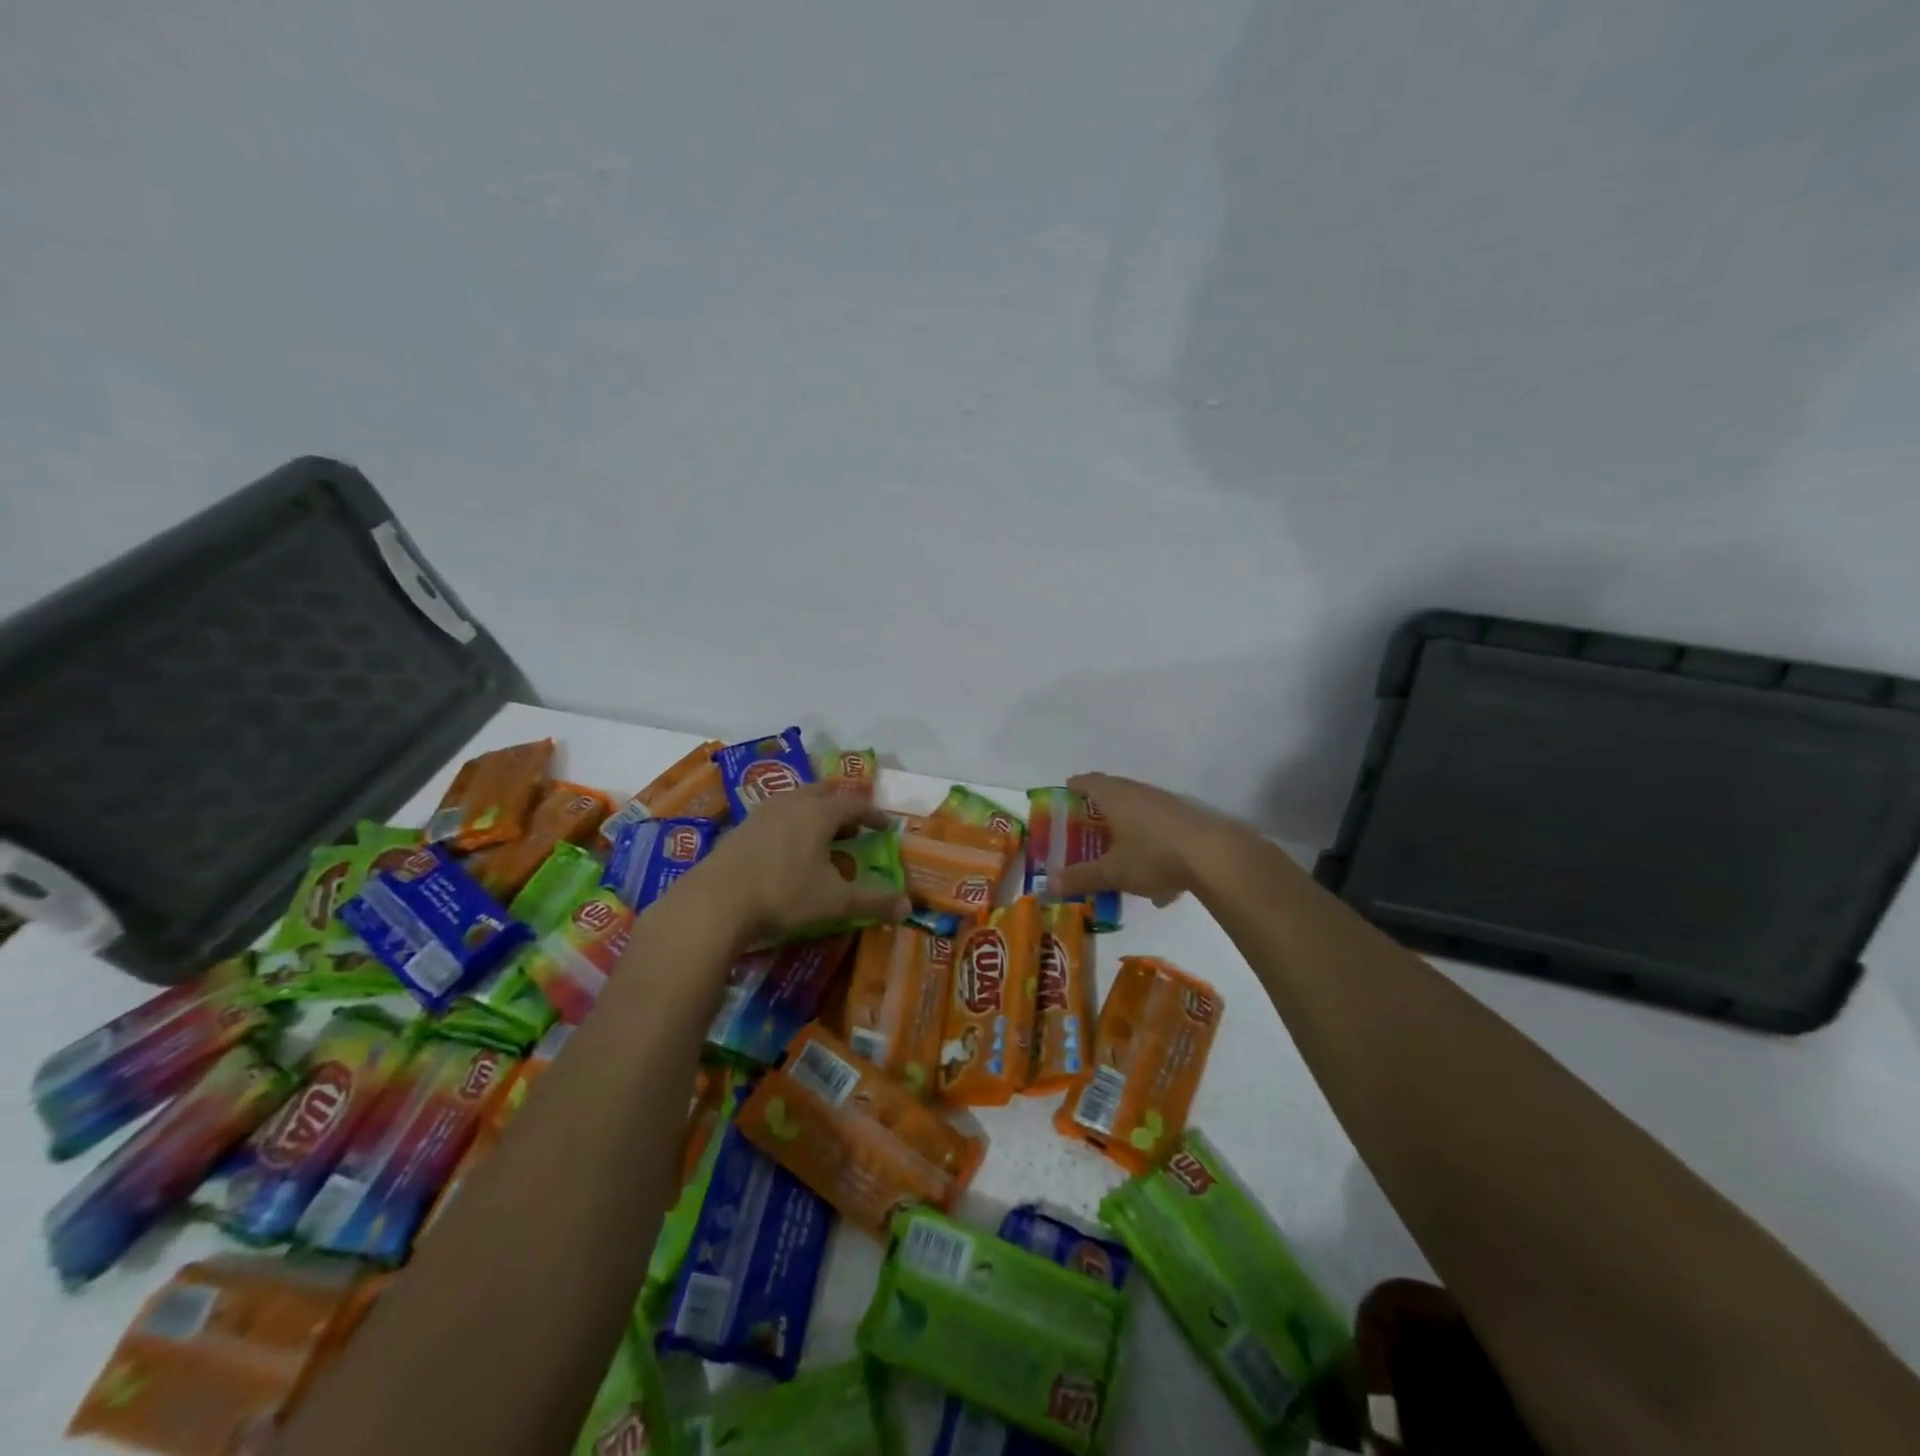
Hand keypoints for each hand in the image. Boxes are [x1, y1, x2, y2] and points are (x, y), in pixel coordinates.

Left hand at [685, 786, 911, 943]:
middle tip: (853, 824)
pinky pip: (775, 816)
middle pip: (823, 793)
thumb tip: (908, 907)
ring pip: (796, 801)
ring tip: (821, 833)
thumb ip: (873, 902)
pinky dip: (790, 824)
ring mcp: (762, 813)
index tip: (886, 826)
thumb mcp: (835, 902)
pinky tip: (787, 848)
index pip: (855, 803)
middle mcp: (792, 803)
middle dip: (842, 806)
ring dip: (814, 812)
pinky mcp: (740, 828)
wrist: (715, 902)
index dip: (873, 814)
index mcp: (819, 813)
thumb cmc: (783, 894)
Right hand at [1051, 772, 1236, 907]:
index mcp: (1116, 797)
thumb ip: (1081, 878)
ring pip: (1140, 811)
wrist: (1216, 856)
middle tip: (1086, 826)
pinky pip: (1161, 831)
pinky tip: (1160, 885)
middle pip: (1114, 793)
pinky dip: (1153, 848)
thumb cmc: (1154, 855)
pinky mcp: (1189, 820)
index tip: (1065, 794)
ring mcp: (1167, 804)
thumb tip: (1049, 885)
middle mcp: (1140, 793)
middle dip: (1100, 809)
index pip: (1088, 782)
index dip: (1074, 787)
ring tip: (1120, 856)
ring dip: (1128, 829)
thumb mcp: (1113, 872)